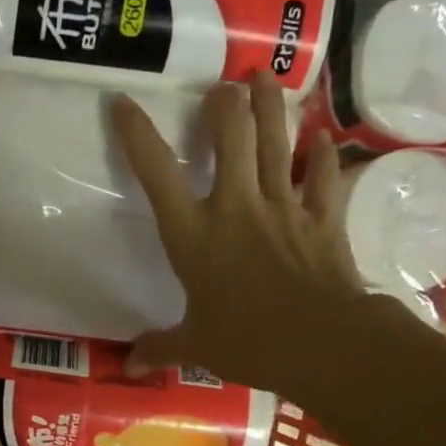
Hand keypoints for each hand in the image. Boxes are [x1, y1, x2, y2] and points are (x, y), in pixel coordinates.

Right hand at [112, 73, 367, 395]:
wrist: (320, 344)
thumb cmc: (246, 342)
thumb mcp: (195, 346)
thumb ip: (161, 347)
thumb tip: (129, 366)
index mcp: (194, 234)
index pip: (157, 174)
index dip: (137, 134)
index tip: (123, 102)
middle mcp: (236, 208)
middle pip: (231, 139)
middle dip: (225, 105)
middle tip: (223, 85)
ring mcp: (283, 209)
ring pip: (275, 145)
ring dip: (270, 108)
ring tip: (264, 78)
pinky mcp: (323, 221)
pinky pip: (322, 180)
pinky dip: (321, 158)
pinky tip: (320, 138)